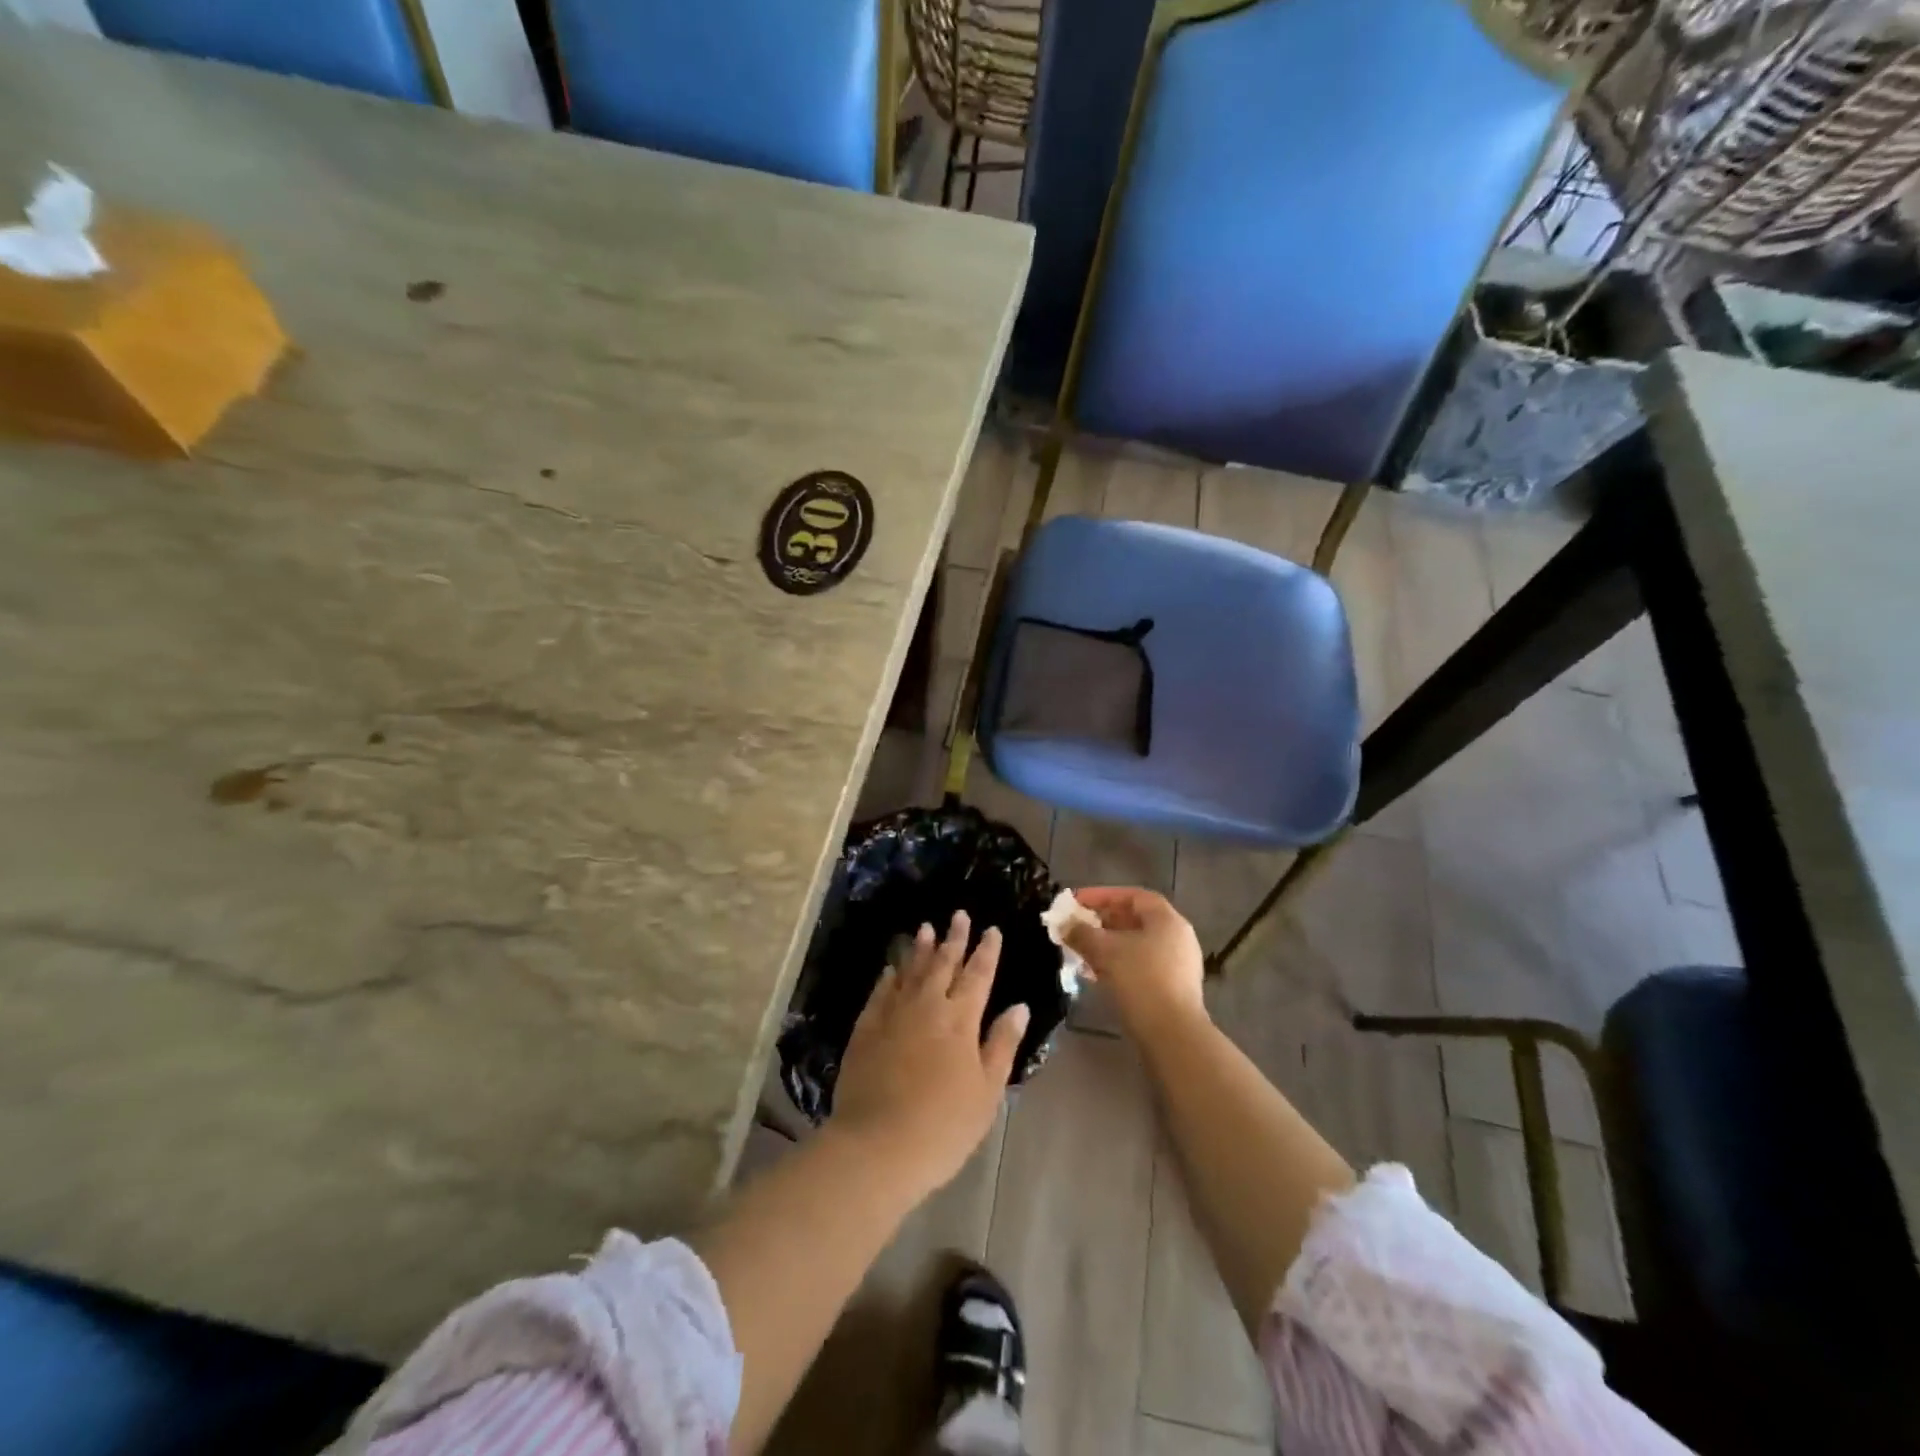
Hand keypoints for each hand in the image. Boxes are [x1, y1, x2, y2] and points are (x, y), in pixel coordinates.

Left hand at [830, 911, 1029, 1199]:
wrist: (877, 1145)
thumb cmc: (944, 1125)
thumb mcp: (987, 1091)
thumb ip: (1002, 1044)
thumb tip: (1018, 1006)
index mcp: (961, 1020)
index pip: (978, 975)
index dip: (986, 951)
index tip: (991, 929)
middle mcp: (928, 1006)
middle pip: (943, 964)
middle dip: (954, 938)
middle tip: (959, 915)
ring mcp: (893, 1014)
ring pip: (910, 971)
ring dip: (920, 948)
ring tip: (926, 928)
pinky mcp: (866, 1028)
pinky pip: (880, 992)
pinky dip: (889, 977)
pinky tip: (891, 968)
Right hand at [1064, 887, 1207, 1036]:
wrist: (1173, 1035)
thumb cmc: (1141, 980)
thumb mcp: (1105, 951)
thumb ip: (1081, 933)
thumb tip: (1064, 924)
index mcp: (1167, 920)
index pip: (1132, 896)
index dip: (1102, 895)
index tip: (1076, 902)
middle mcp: (1177, 937)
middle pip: (1134, 920)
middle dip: (1101, 922)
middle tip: (1075, 926)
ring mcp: (1177, 965)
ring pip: (1135, 945)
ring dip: (1106, 945)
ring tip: (1080, 951)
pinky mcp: (1172, 989)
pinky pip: (1140, 966)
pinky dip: (1117, 964)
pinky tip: (1095, 974)